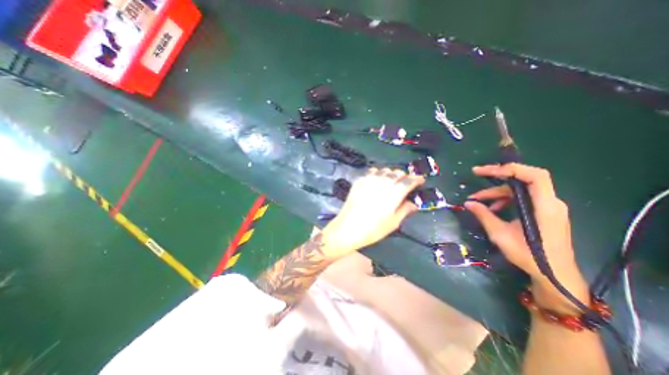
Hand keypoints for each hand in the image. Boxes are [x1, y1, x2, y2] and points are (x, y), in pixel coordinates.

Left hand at [322, 168, 424, 258]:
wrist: (348, 228)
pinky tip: (377, 179)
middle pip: (397, 173)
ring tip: (391, 180)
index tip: (420, 180)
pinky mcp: (359, 181)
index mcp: (394, 194)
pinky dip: (378, 173)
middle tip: (405, 182)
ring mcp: (370, 180)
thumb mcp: (393, 223)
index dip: (416, 179)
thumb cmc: (373, 229)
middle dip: (404, 176)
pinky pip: (371, 171)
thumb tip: (413, 203)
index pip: (408, 181)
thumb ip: (404, 210)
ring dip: (391, 173)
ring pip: (384, 170)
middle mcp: (383, 183)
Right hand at [464, 163, 585, 312]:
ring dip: (497, 192)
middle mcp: (550, 203)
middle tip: (476, 175)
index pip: (535, 176)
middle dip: (497, 177)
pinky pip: (522, 198)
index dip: (510, 169)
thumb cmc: (530, 256)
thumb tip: (468, 203)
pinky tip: (493, 209)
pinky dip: (505, 200)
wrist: (554, 275)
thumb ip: (484, 215)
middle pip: (523, 180)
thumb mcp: (500, 235)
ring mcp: (548, 207)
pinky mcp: (544, 212)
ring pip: (520, 189)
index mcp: (544, 207)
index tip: (485, 171)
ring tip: (478, 200)